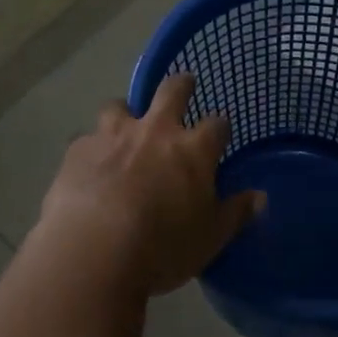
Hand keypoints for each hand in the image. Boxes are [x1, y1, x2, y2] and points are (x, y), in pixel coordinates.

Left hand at [37, 72, 264, 297]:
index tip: (220, 133)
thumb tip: (259, 197)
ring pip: (119, 106)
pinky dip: (91, 149)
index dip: (220, 127)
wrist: (93, 251)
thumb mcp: (210, 239)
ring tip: (124, 127)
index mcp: (193, 150)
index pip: (217, 125)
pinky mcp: (78, 150)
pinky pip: (86, 140)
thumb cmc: (162, 248)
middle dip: (181, 85)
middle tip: (184, 85)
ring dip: (125, 113)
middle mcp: (155, 131)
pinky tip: (88, 167)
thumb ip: (235, 214)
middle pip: (172, 91)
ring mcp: (113, 135)